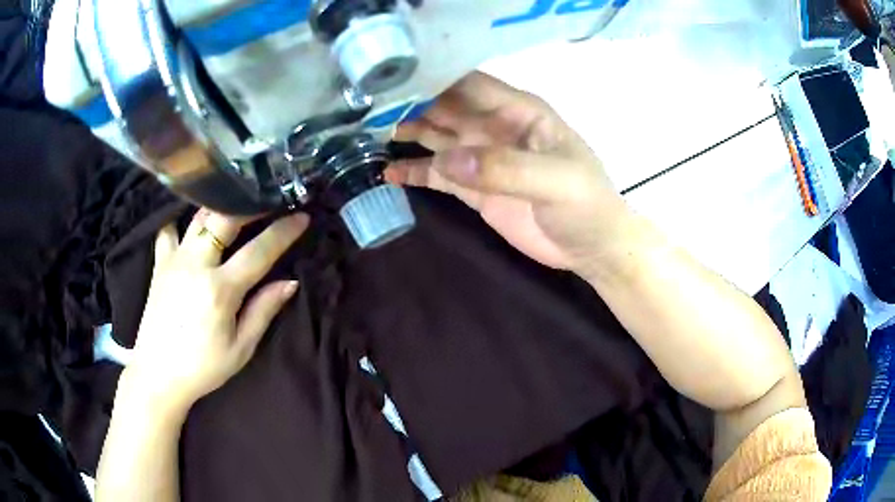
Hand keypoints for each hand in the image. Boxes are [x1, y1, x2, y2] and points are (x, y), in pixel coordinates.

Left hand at [122, 210, 308, 414]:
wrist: (158, 374)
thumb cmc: (203, 367)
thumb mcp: (241, 348)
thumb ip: (263, 310)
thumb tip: (289, 282)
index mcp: (220, 290)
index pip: (259, 251)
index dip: (283, 232)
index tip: (302, 217)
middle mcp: (196, 265)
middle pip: (225, 218)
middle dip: (251, 204)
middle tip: (269, 199)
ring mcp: (174, 260)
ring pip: (199, 216)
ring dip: (221, 206)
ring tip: (236, 203)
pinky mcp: (159, 263)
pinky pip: (168, 230)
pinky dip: (180, 220)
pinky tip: (189, 223)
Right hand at [388, 72, 633, 274]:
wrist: (591, 247)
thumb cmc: (585, 205)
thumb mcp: (557, 181)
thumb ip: (506, 168)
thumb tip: (448, 159)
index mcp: (518, 112)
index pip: (469, 85)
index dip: (433, 81)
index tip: (392, 85)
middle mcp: (494, 127)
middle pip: (445, 108)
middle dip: (409, 106)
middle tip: (367, 111)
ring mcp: (482, 158)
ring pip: (436, 137)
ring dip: (406, 134)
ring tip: (368, 136)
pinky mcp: (474, 188)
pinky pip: (438, 174)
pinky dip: (414, 172)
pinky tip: (389, 173)